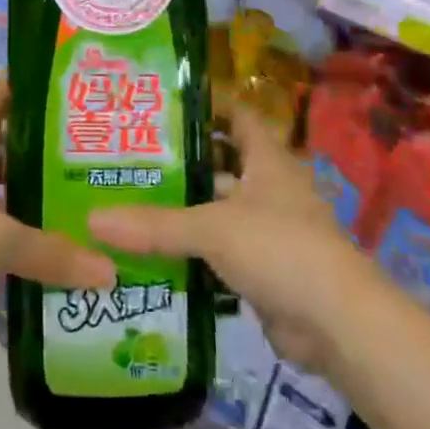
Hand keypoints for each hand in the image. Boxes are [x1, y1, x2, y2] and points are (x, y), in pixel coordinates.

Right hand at [89, 108, 368, 371]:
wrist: (337, 325)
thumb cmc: (280, 249)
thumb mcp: (213, 228)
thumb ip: (155, 224)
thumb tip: (92, 219)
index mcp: (267, 160)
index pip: (236, 115)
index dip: (205, 105)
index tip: (161, 103)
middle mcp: (269, 187)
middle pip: (220, 163)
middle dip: (180, 161)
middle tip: (129, 156)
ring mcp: (267, 230)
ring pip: (217, 209)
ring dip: (183, 208)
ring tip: (129, 200)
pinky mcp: (262, 269)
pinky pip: (219, 251)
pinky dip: (191, 250)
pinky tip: (151, 250)